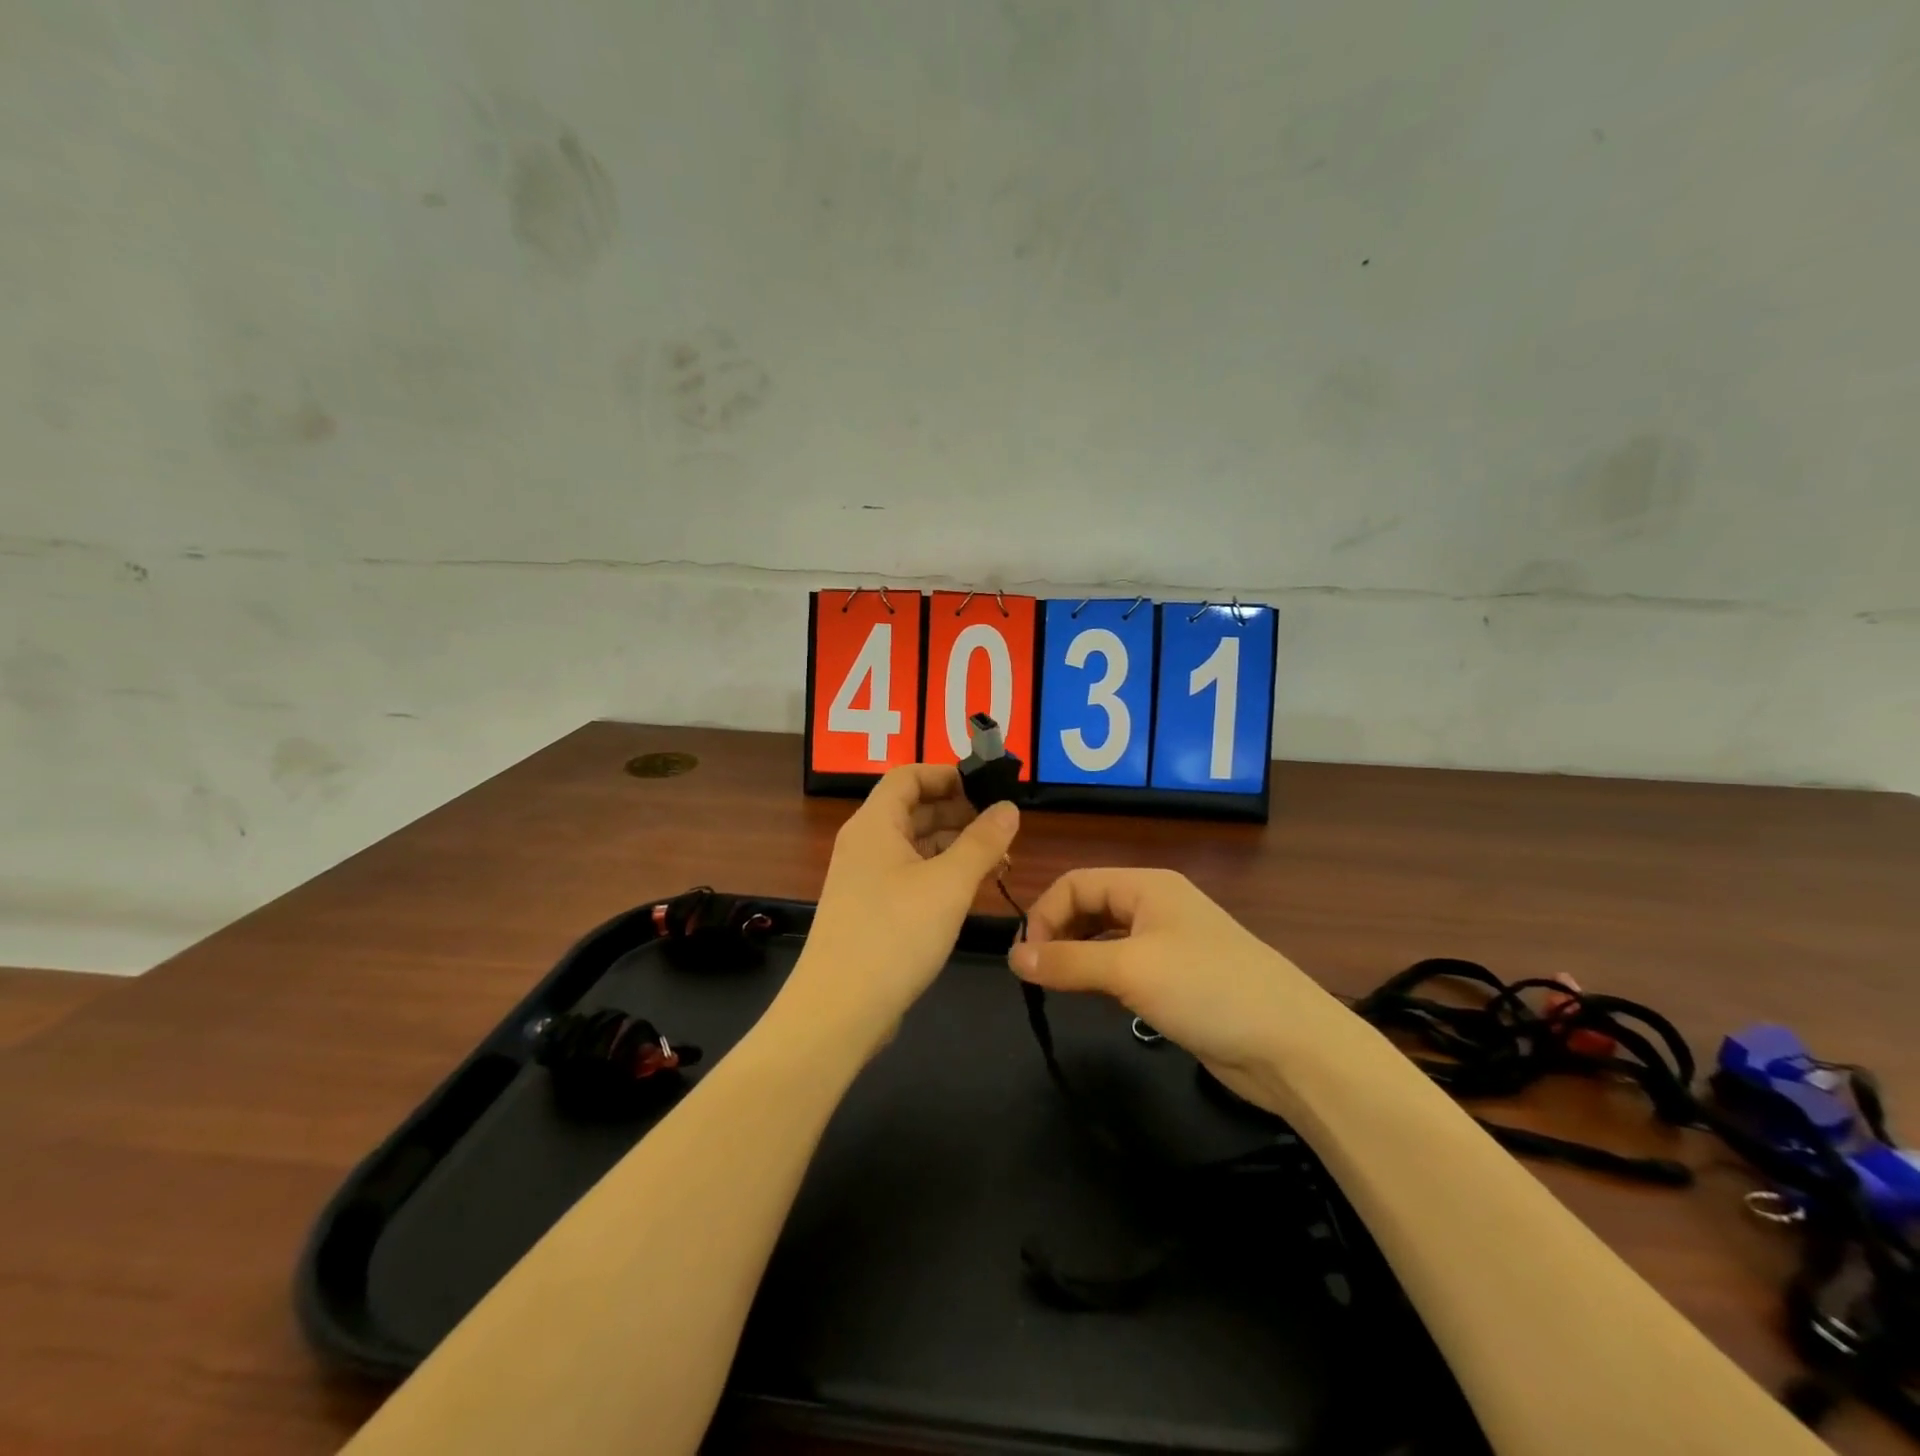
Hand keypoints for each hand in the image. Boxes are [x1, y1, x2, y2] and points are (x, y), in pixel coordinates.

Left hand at [781, 765, 1019, 1054]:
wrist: (839, 1011)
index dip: (947, 774)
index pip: (908, 776)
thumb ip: (982, 842)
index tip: (987, 786)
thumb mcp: (948, 885)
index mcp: (874, 824)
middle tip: (1004, 827)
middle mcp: (865, 844)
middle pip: (913, 809)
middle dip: (959, 812)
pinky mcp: (871, 911)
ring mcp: (865, 879)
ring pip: (915, 845)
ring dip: (955, 845)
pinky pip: (910, 876)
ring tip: (999, 859)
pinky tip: (971, 889)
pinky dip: (941, 874)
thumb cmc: (894, 935)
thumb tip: (1009, 808)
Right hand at [1007, 868, 1348, 1105]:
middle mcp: (1157, 906)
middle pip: (1090, 905)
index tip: (1026, 960)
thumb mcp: (1130, 970)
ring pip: (1106, 938)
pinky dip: (1102, 976)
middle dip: (1058, 933)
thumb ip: (1068, 962)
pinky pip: (1126, 966)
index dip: (1045, 914)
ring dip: (1078, 956)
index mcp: (1147, 886)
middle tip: (1037, 975)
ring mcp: (1170, 943)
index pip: (1076, 882)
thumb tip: (1014, 957)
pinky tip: (1094, 998)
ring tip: (1058, 986)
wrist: (1291, 1046)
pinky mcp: (1179, 979)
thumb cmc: (1207, 989)